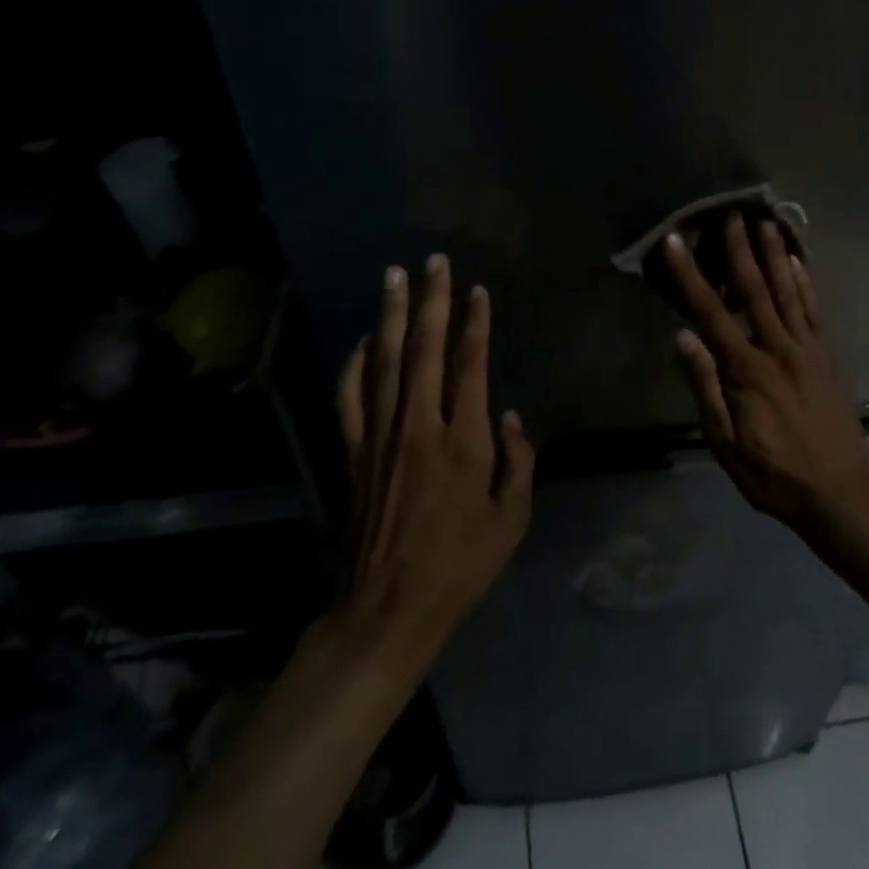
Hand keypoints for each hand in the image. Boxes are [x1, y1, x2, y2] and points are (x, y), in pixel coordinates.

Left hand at [335, 255, 534, 651]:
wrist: (388, 608)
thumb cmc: (460, 565)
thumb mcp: (512, 520)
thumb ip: (519, 461)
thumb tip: (510, 414)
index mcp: (464, 442)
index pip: (469, 366)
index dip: (475, 325)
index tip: (477, 291)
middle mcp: (419, 427)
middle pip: (423, 349)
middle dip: (431, 300)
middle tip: (434, 261)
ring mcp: (379, 437)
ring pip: (383, 361)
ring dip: (389, 315)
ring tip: (393, 276)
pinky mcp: (352, 453)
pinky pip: (349, 396)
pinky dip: (354, 363)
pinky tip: (363, 340)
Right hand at [661, 213, 868, 542]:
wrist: (841, 493)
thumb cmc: (773, 475)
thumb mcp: (726, 444)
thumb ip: (706, 387)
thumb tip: (683, 336)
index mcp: (747, 371)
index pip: (710, 313)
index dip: (689, 276)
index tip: (673, 242)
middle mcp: (777, 349)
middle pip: (752, 289)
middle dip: (737, 248)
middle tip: (727, 210)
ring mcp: (807, 349)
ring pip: (785, 291)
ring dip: (772, 253)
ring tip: (762, 219)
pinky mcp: (825, 355)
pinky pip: (813, 309)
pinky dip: (804, 280)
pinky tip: (795, 258)